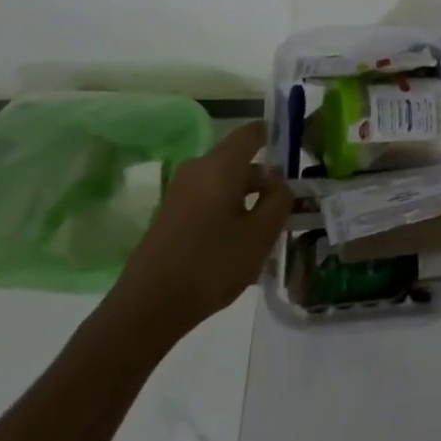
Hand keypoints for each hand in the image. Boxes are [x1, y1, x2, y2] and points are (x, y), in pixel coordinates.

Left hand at [117, 122, 291, 327]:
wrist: (147, 307)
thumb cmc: (211, 264)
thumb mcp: (260, 235)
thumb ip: (279, 201)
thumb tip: (280, 183)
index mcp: (220, 166)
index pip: (251, 133)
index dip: (273, 135)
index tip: (292, 149)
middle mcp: (197, 169)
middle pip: (238, 162)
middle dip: (264, 180)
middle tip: (286, 205)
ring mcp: (179, 192)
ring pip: (223, 184)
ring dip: (246, 200)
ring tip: (265, 231)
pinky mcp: (170, 215)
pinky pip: (208, 200)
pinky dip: (227, 212)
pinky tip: (237, 244)